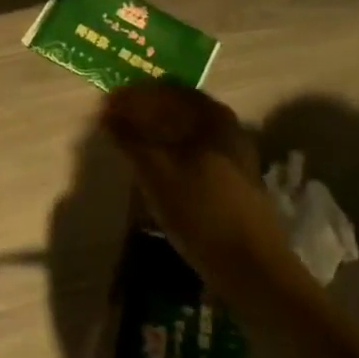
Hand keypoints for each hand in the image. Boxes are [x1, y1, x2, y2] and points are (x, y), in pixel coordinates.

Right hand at [99, 82, 290, 282]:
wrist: (252, 267)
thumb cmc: (201, 212)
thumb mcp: (156, 173)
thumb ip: (130, 139)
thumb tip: (107, 113)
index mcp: (212, 116)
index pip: (166, 90)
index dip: (133, 95)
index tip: (107, 104)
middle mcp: (227, 127)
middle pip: (177, 108)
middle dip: (143, 112)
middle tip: (113, 122)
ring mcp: (233, 154)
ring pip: (186, 132)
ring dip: (155, 133)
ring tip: (128, 144)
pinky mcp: (233, 179)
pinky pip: (194, 151)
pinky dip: (170, 151)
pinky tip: (153, 167)